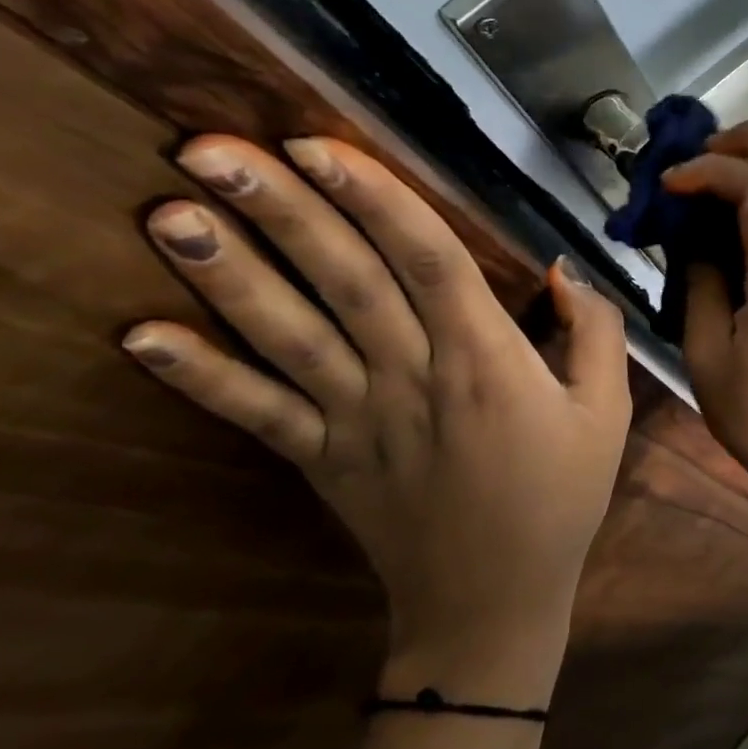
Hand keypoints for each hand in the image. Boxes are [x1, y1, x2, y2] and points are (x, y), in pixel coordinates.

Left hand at [121, 136, 630, 704]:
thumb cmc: (561, 495)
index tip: (318, 147)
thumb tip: (562, 270)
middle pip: (346, 282)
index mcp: (488, 361)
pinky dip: (200, 377)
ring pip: (290, 337)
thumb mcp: (609, 411)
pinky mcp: (320, 461)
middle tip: (210, 150)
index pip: (427, 261)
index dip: (375, 200)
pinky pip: (256, 415)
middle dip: (283, 213)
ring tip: (167, 214)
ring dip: (227, 277)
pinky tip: (138, 336)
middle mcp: (413, 378)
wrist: (493, 601)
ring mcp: (357, 422)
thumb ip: (596, 332)